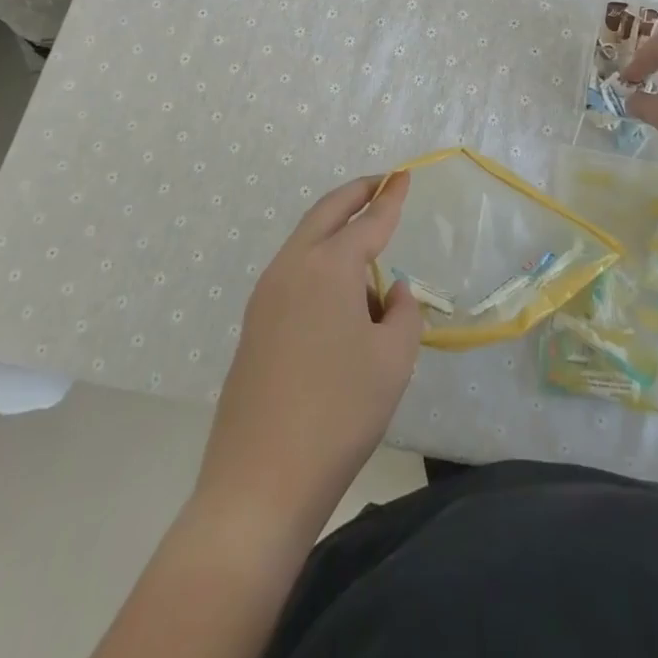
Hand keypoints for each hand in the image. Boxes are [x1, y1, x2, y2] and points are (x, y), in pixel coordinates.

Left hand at [194, 172, 422, 542]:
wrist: (259, 482)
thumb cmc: (339, 413)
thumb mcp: (393, 360)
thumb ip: (402, 314)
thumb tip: (388, 292)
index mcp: (328, 267)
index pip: (368, 221)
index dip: (390, 197)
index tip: (404, 174)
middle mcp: (292, 268)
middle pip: (326, 214)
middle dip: (355, 194)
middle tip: (380, 184)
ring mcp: (265, 296)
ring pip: (305, 242)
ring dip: (335, 229)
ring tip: (366, 244)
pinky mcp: (254, 325)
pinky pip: (293, 273)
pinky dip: (319, 262)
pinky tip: (338, 293)